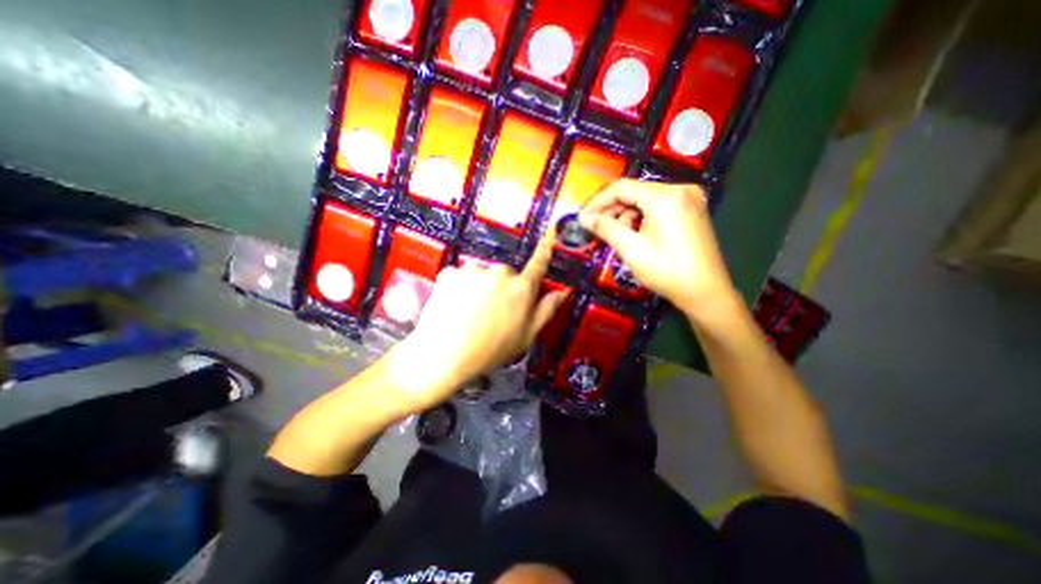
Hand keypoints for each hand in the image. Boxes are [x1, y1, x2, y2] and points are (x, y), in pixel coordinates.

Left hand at [385, 233, 567, 415]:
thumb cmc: (491, 350)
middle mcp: (500, 272)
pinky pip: (460, 276)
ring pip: (481, 273)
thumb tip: (563, 291)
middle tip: (492, 310)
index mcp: (521, 288)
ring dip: (479, 286)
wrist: (444, 355)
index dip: (544, 250)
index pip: (538, 264)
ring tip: (470, 310)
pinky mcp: (450, 272)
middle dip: (502, 286)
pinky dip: (459, 287)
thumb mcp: (526, 335)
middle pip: (505, 273)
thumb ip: (546, 310)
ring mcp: (473, 270)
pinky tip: (454, 306)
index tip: (549, 235)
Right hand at [577, 180, 738, 321]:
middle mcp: (680, 189)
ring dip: (627, 215)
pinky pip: (659, 206)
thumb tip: (584, 218)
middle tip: (598, 229)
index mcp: (665, 196)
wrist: (705, 292)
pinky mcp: (692, 209)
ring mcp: (689, 198)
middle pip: (635, 191)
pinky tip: (637, 234)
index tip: (583, 218)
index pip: (621, 188)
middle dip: (613, 210)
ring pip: (645, 199)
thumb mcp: (631, 249)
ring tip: (619, 236)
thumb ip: (605, 228)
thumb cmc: (666, 270)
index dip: (598, 202)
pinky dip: (642, 217)